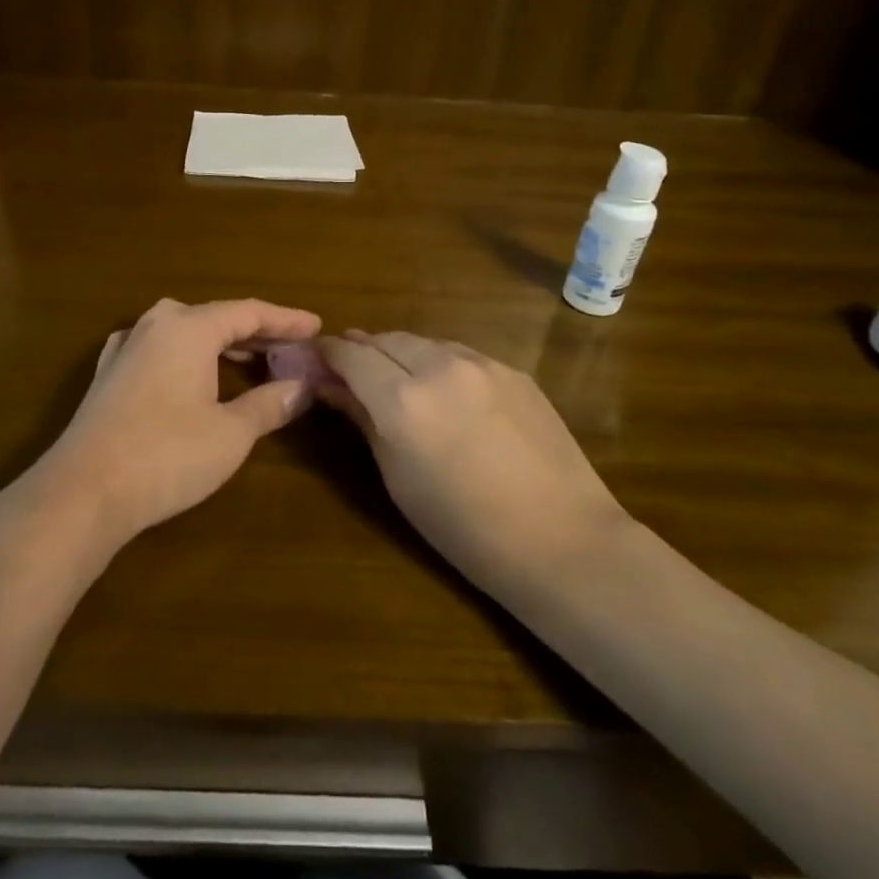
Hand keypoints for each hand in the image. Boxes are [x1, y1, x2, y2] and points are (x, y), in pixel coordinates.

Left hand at [35, 298, 321, 545]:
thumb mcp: (231, 433)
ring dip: (221, 343)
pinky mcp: (108, 374)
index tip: (316, 326)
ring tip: (252, 359)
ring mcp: (126, 347)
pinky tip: (189, 368)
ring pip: (185, 332)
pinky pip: (159, 349)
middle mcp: (156, 325)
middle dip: (256, 332)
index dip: (285, 319)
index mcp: (189, 328)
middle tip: (291, 346)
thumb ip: (270, 404)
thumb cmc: (167, 455)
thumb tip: (302, 387)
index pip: (248, 312)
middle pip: (216, 317)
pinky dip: (187, 355)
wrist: (83, 491)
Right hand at [316, 331, 626, 595]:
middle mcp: (439, 367)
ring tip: (396, 378)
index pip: (351, 355)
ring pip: (424, 341)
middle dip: (363, 349)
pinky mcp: (513, 371)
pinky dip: (439, 362)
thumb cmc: (463, 528)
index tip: (317, 359)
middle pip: (386, 339)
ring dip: (401, 353)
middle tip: (351, 370)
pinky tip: (445, 391)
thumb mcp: (398, 479)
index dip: (329, 353)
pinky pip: (461, 354)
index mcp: (402, 401)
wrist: (561, 540)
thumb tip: (333, 388)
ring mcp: (482, 364)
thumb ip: (364, 422)